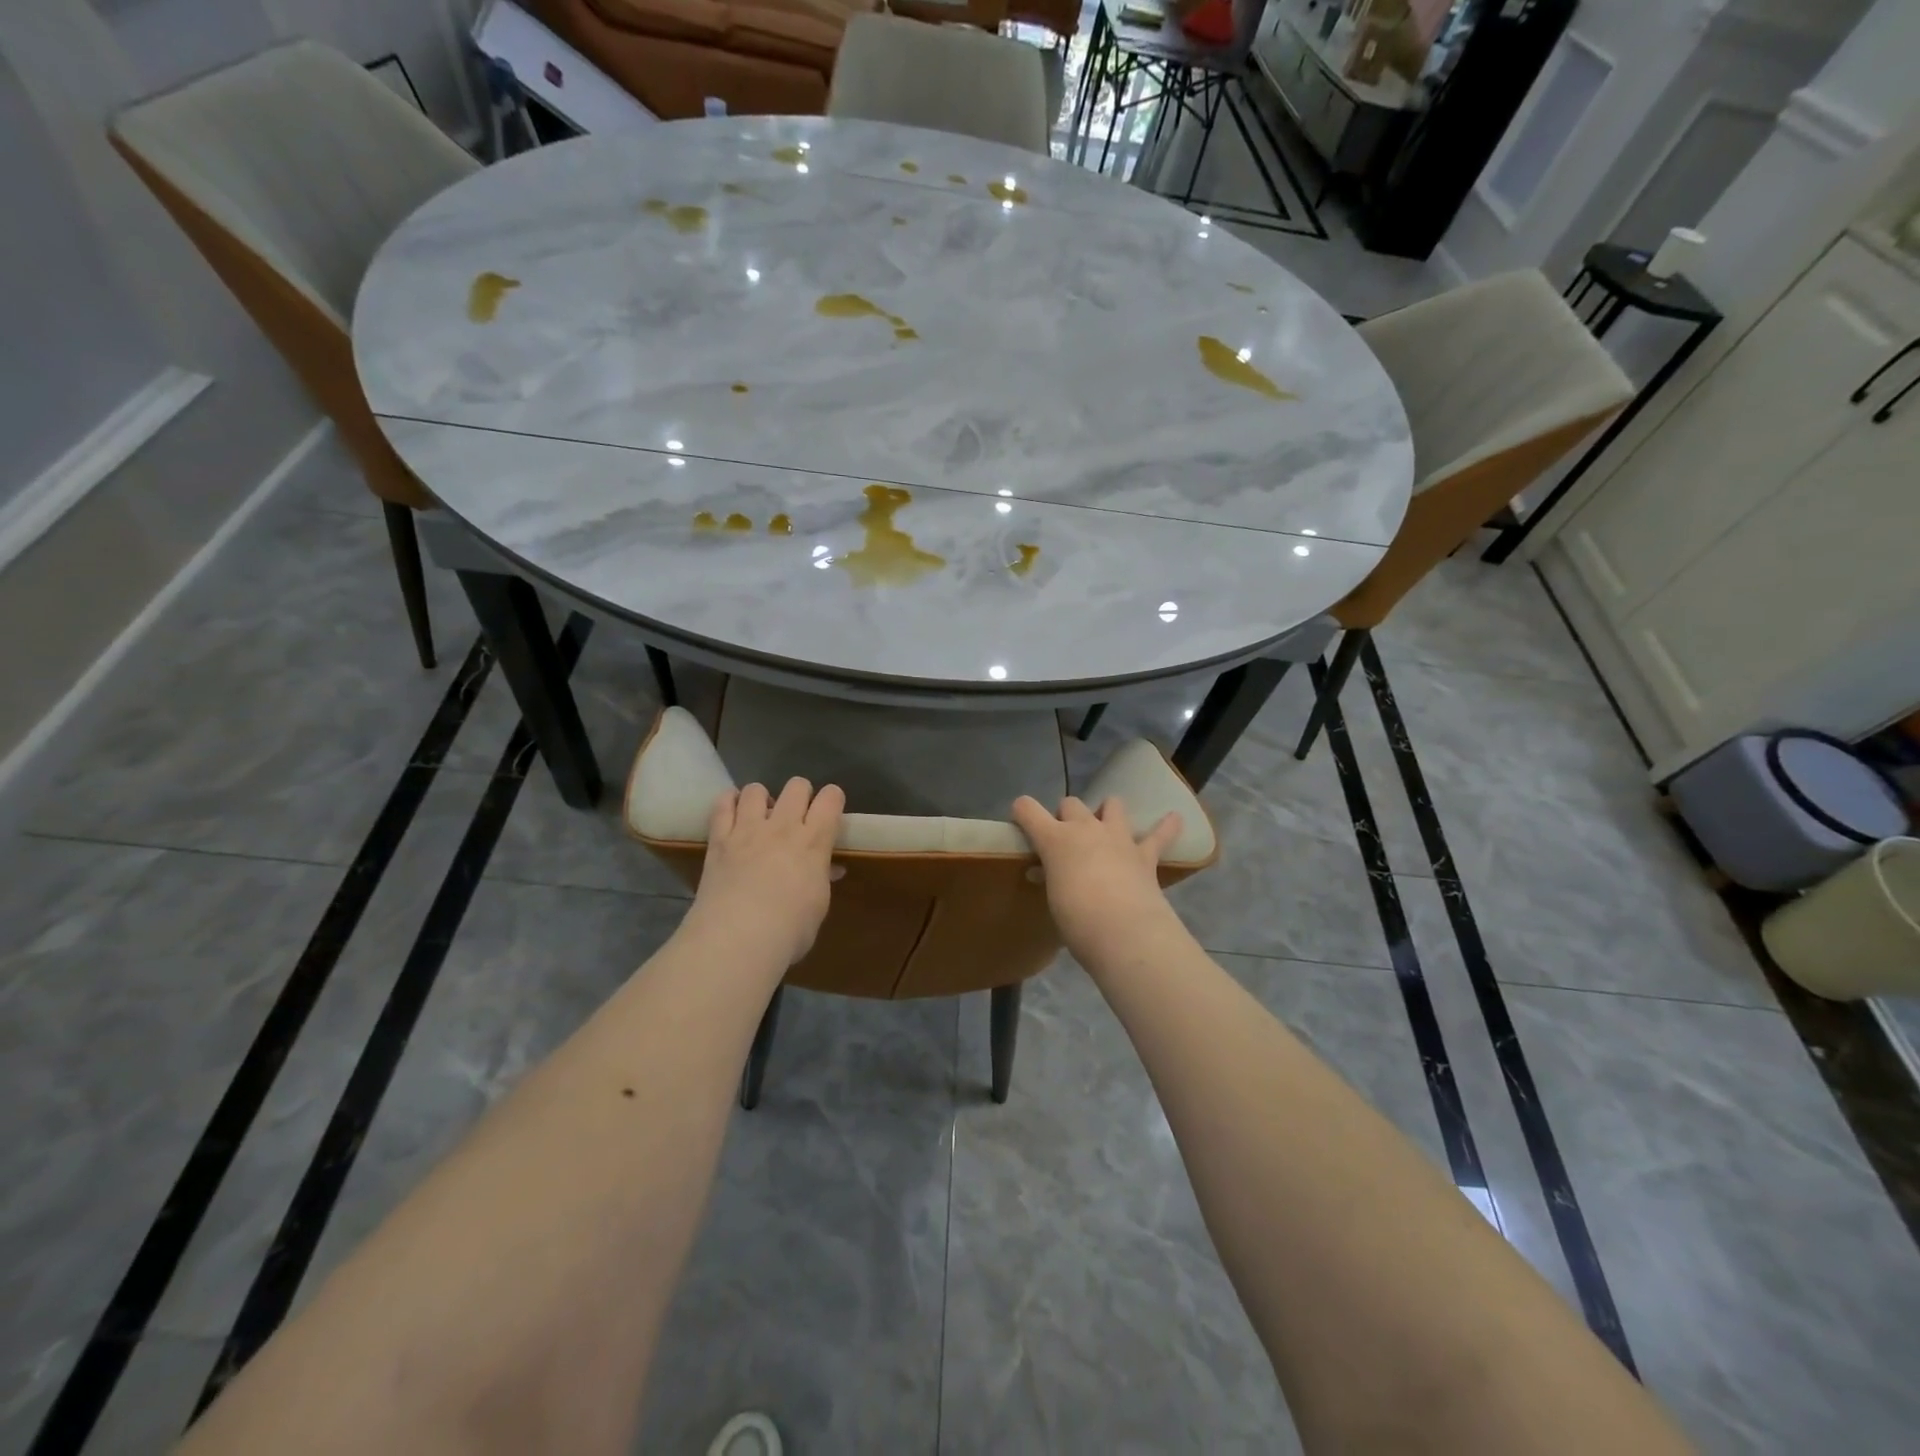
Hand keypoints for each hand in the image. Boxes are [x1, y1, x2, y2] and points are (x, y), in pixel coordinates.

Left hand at [688, 778, 845, 967]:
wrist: (738, 938)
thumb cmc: (789, 929)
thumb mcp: (818, 906)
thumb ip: (822, 880)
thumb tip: (830, 869)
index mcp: (814, 842)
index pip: (830, 799)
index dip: (833, 798)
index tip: (831, 810)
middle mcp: (783, 827)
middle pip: (796, 786)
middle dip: (800, 794)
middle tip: (796, 816)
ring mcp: (748, 830)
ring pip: (756, 790)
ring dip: (762, 798)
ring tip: (760, 816)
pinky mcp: (719, 839)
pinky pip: (722, 805)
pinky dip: (728, 803)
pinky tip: (732, 812)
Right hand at [1011, 795, 1182, 962]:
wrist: (1125, 934)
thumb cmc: (1077, 920)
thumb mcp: (1052, 898)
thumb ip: (1049, 877)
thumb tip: (1043, 871)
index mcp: (1055, 839)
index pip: (1027, 809)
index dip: (1022, 812)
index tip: (1021, 824)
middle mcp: (1085, 828)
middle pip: (1071, 804)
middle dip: (1066, 816)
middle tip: (1065, 841)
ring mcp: (1118, 838)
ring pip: (1112, 804)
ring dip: (1106, 812)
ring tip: (1105, 826)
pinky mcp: (1145, 854)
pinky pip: (1160, 834)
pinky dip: (1167, 826)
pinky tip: (1175, 818)